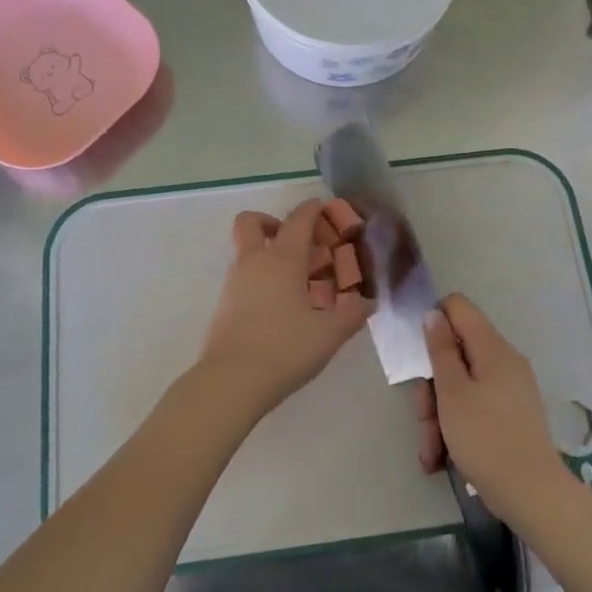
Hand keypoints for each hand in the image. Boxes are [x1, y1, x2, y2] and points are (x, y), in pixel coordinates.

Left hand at [194, 198, 373, 420]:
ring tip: (295, 282)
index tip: (324, 210)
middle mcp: (254, 261)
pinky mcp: (223, 304)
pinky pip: (242, 276)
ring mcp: (234, 282)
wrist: (231, 381)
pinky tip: (278, 306)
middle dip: (272, 222)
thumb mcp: (329, 334)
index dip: (312, 210)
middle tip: (296, 243)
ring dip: (266, 253)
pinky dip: (259, 278)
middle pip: (251, 222)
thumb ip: (352, 314)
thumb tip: (368, 302)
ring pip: (246, 250)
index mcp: (283, 259)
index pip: (298, 219)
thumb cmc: (285, 349)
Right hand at [422, 293, 570, 518]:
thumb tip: (434, 314)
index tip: (418, 355)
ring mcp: (509, 390)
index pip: (458, 307)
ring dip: (439, 415)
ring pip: (461, 385)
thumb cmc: (486, 439)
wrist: (534, 497)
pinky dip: (456, 427)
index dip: (433, 321)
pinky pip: (475, 407)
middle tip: (423, 418)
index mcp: (493, 349)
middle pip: (456, 353)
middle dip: (432, 385)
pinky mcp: (510, 415)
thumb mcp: (452, 394)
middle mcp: (504, 362)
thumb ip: (440, 351)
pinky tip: (442, 458)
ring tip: (431, 452)